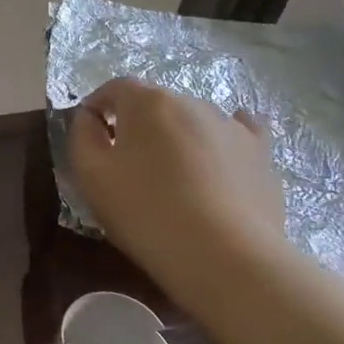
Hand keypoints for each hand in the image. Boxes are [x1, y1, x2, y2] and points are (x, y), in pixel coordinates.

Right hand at [70, 77, 287, 286]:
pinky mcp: (261, 153)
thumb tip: (89, 117)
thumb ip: (81, 135)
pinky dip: (220, 140)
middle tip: (126, 165)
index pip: (114, 88)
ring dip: (175, 138)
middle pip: (154, 104)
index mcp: (148, 102)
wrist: (224, 255)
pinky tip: (218, 156)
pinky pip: (238, 132)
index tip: (89, 135)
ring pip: (191, 121)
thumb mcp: (89, 175)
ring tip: (170, 177)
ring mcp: (232, 126)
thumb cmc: (144, 211)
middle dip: (136, 126)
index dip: (97, 107)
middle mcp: (192, 102)